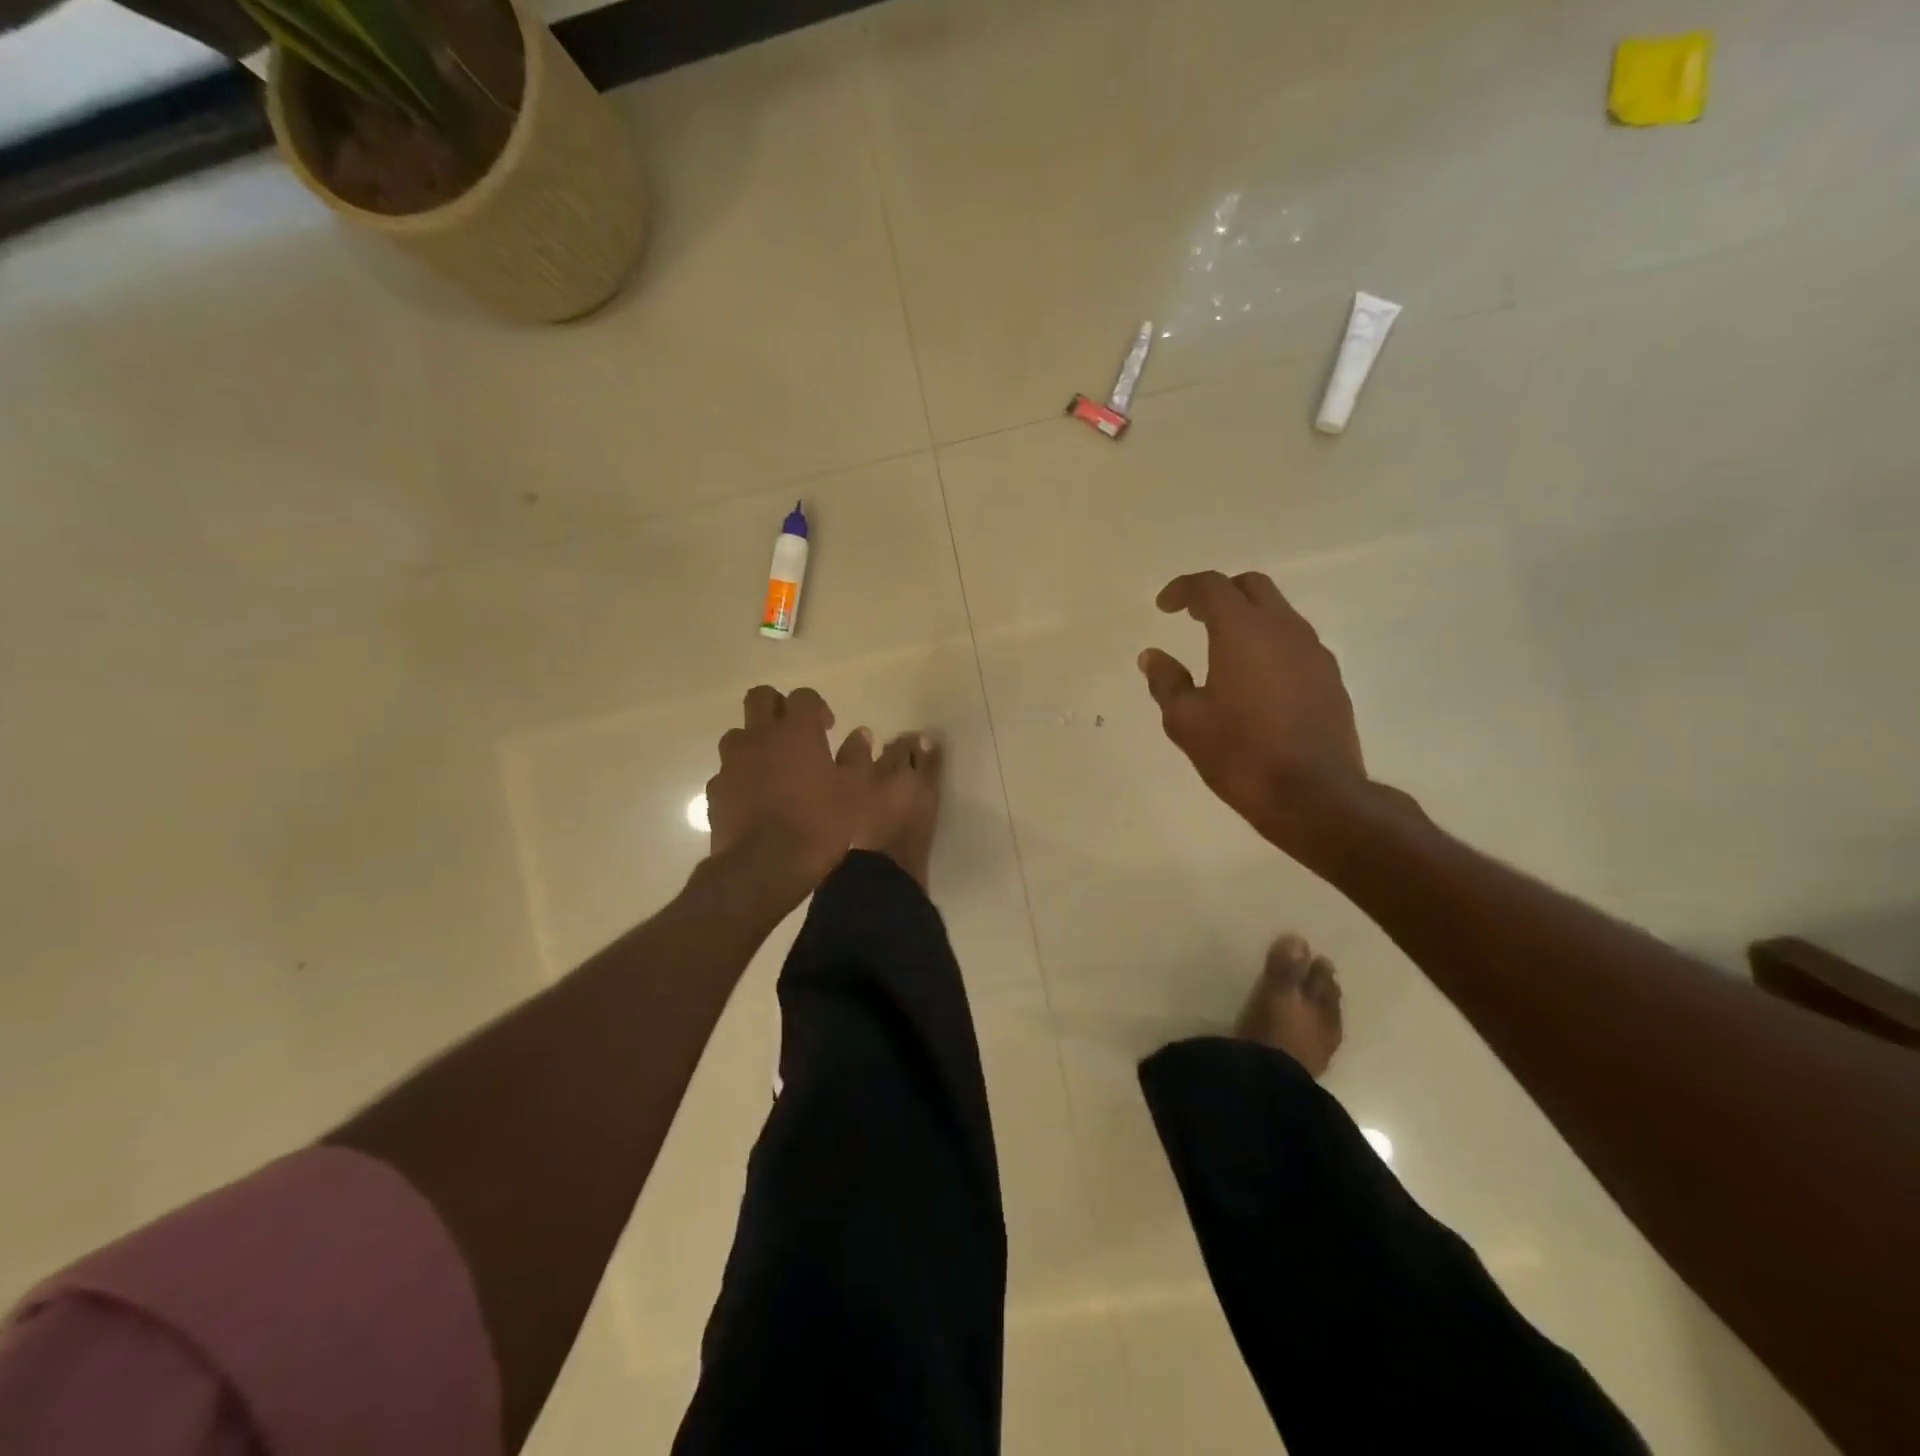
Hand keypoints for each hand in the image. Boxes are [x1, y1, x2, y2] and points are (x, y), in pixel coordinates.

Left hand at [706, 685, 873, 902]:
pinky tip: (755, 798)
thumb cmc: (820, 824)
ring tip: (773, 767)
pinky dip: (741, 776)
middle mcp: (760, 737)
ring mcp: (732, 763)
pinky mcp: (716, 790)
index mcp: (797, 731)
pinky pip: (727, 772)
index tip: (827, 727)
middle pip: (760, 698)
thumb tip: (861, 734)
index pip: (803, 696)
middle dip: (777, 707)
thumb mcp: (855, 792)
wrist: (766, 866)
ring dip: (755, 742)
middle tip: (794, 733)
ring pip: (738, 734)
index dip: (816, 707)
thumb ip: (857, 758)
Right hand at [1139, 570, 1368, 857]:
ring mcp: (1314, 653)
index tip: (1165, 607)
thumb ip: (1166, 681)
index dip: (1184, 589)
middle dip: (1220, 593)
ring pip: (1279, 613)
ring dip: (1248, 618)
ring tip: (1223, 650)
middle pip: (1252, 586)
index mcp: (1244, 632)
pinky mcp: (1330, 678)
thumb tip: (1152, 656)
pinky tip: (1255, 680)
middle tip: (1194, 617)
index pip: (1212, 587)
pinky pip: (1296, 643)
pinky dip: (1270, 644)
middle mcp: (1284, 630)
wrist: (1313, 795)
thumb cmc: (1240, 754)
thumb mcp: (1186, 721)